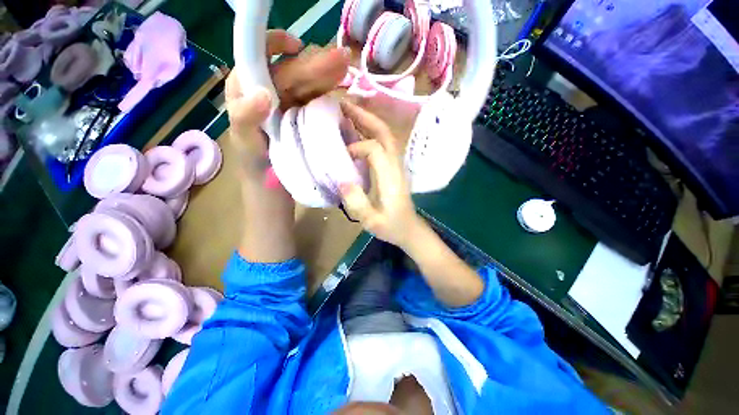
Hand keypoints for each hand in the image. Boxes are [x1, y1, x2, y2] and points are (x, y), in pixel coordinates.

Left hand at [226, 30, 349, 177]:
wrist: (272, 185)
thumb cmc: (254, 163)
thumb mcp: (245, 141)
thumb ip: (246, 117)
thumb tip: (263, 94)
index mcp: (248, 89)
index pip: (259, 56)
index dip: (276, 45)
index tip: (297, 46)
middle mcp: (270, 91)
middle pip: (293, 71)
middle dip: (316, 64)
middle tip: (341, 58)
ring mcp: (290, 105)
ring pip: (308, 84)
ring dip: (327, 75)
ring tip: (345, 67)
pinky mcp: (305, 117)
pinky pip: (317, 100)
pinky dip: (329, 92)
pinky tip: (341, 85)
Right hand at [339, 101, 423, 249]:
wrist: (409, 229)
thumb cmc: (391, 227)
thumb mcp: (371, 221)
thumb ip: (357, 202)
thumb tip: (342, 180)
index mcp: (390, 178)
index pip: (375, 150)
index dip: (357, 148)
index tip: (343, 156)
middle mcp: (396, 166)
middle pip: (385, 134)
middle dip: (365, 116)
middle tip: (344, 104)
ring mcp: (397, 164)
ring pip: (386, 135)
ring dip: (368, 120)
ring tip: (349, 111)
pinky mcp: (395, 167)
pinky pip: (385, 143)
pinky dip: (372, 132)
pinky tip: (359, 131)